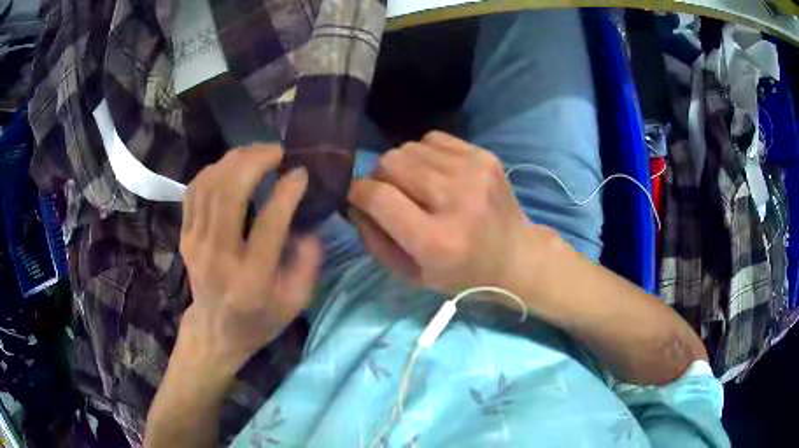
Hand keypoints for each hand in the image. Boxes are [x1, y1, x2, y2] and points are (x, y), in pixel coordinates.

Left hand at [179, 145, 320, 371]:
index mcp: (252, 280)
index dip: (287, 191)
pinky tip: (233, 167)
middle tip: (277, 151)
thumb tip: (307, 218)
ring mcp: (195, 243)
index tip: (301, 172)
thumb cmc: (259, 319)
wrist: (215, 331)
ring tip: (258, 153)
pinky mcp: (185, 235)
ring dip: (235, 160)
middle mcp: (218, 258)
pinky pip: (195, 189)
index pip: (269, 224)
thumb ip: (308, 259)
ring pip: (209, 185)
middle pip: (229, 194)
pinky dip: (215, 169)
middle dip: (255, 161)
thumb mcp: (296, 301)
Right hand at [348, 131, 551, 294]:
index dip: (358, 192)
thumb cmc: (461, 273)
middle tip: (391, 194)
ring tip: (418, 186)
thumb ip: (374, 240)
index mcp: (436, 240)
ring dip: (403, 166)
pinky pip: (433, 139)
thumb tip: (354, 201)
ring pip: (409, 147)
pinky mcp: (485, 155)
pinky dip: (425, 154)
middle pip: (391, 162)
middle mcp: (456, 199)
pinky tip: (437, 174)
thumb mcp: (411, 274)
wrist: (516, 255)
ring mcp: (473, 171)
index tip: (358, 197)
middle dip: (380, 177)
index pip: (378, 196)